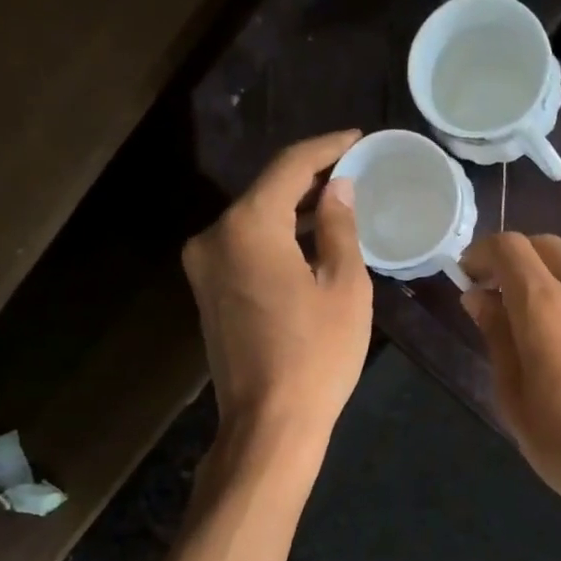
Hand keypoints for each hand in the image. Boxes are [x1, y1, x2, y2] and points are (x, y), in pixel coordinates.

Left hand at [182, 132, 371, 454]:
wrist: (269, 422)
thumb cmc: (317, 353)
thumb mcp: (344, 286)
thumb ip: (338, 227)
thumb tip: (337, 189)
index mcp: (248, 227)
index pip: (289, 167)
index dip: (326, 148)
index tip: (357, 138)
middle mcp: (214, 236)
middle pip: (265, 191)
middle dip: (309, 178)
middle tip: (352, 170)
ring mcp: (203, 267)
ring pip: (253, 220)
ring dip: (292, 210)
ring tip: (336, 203)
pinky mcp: (207, 292)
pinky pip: (244, 247)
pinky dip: (276, 238)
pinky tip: (307, 242)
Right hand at [460, 233, 560, 516]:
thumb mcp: (514, 395)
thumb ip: (497, 336)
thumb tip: (479, 297)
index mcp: (547, 304)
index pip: (509, 247)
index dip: (481, 254)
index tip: (465, 277)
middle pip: (544, 246)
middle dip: (512, 259)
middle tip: (490, 294)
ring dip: (540, 276)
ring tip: (520, 320)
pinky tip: (555, 335)